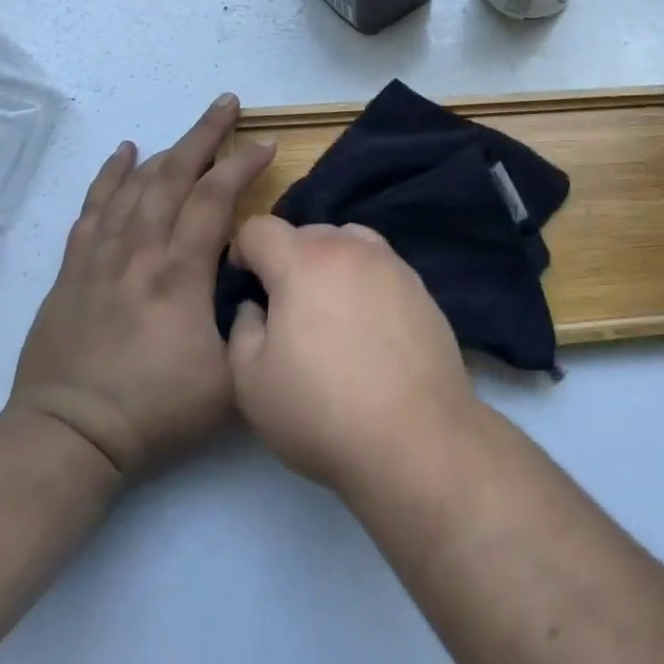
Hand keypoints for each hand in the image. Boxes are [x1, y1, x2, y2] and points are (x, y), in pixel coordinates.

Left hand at [9, 94, 275, 478]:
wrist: (67, 439)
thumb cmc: (155, 411)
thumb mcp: (231, 382)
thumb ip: (257, 330)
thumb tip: (268, 289)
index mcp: (179, 273)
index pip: (215, 199)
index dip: (242, 165)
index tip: (266, 145)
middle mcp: (139, 252)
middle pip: (173, 176)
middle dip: (204, 134)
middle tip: (227, 103)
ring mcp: (100, 258)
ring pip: (135, 186)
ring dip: (165, 150)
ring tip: (190, 129)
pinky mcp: (72, 271)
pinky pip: (92, 209)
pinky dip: (109, 176)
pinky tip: (122, 153)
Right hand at [226, 217, 477, 491]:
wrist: (415, 435)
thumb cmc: (321, 410)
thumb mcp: (251, 381)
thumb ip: (243, 329)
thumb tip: (257, 307)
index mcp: (304, 262)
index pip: (261, 228)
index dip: (242, 251)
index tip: (244, 283)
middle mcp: (351, 249)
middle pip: (308, 232)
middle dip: (287, 257)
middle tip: (284, 304)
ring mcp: (392, 264)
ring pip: (349, 242)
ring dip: (329, 263)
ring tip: (327, 310)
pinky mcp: (421, 287)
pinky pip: (380, 267)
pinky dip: (363, 280)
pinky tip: (366, 325)